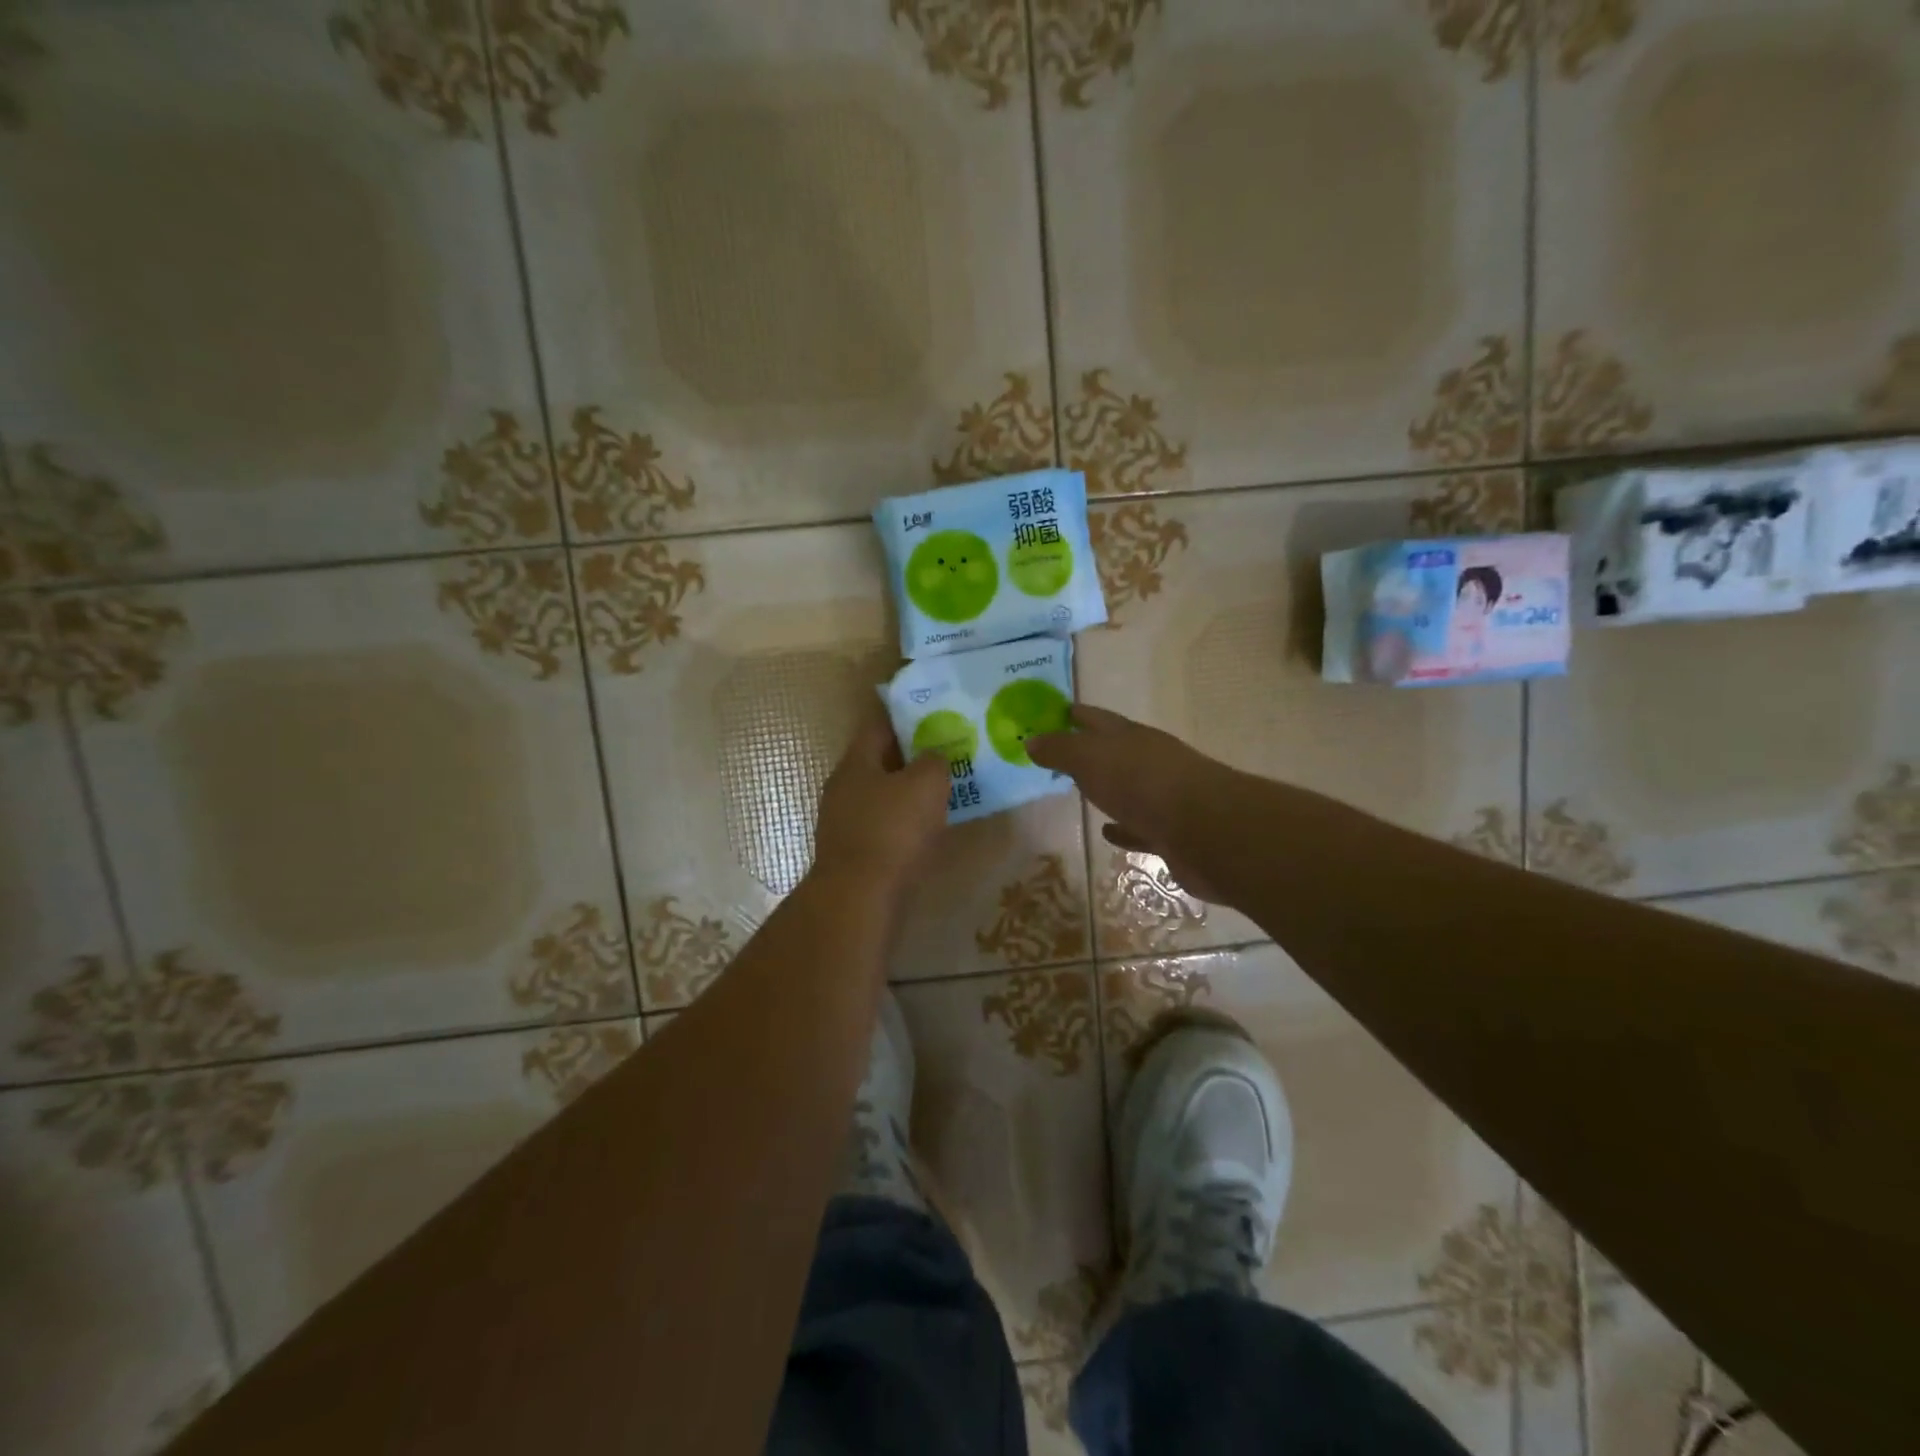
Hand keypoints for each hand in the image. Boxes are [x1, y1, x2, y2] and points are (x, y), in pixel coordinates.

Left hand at [812, 703, 951, 898]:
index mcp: (855, 763)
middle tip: (947, 752)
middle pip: (880, 761)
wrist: (862, 898)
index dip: (906, 716)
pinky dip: (905, 822)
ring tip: (944, 789)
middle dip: (911, 756)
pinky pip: (884, 826)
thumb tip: (933, 758)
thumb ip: (934, 762)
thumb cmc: (893, 830)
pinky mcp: (855, 854)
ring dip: (909, 792)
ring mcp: (845, 823)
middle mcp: (843, 788)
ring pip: (883, 796)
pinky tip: (929, 827)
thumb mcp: (926, 783)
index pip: (878, 725)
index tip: (934, 714)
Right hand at [1027, 704, 1234, 902]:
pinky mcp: (1170, 833)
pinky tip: (1108, 832)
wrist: (1204, 831)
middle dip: (1090, 750)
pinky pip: (1139, 827)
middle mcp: (1150, 761)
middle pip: (1115, 751)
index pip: (1097, 718)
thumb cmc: (1142, 784)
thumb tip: (1031, 740)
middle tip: (1060, 755)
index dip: (1076, 714)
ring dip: (1108, 789)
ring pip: (1128, 788)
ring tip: (1081, 792)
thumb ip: (1060, 750)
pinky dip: (1123, 828)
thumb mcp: (1090, 759)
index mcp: (1131, 737)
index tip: (1055, 712)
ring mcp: (1163, 797)